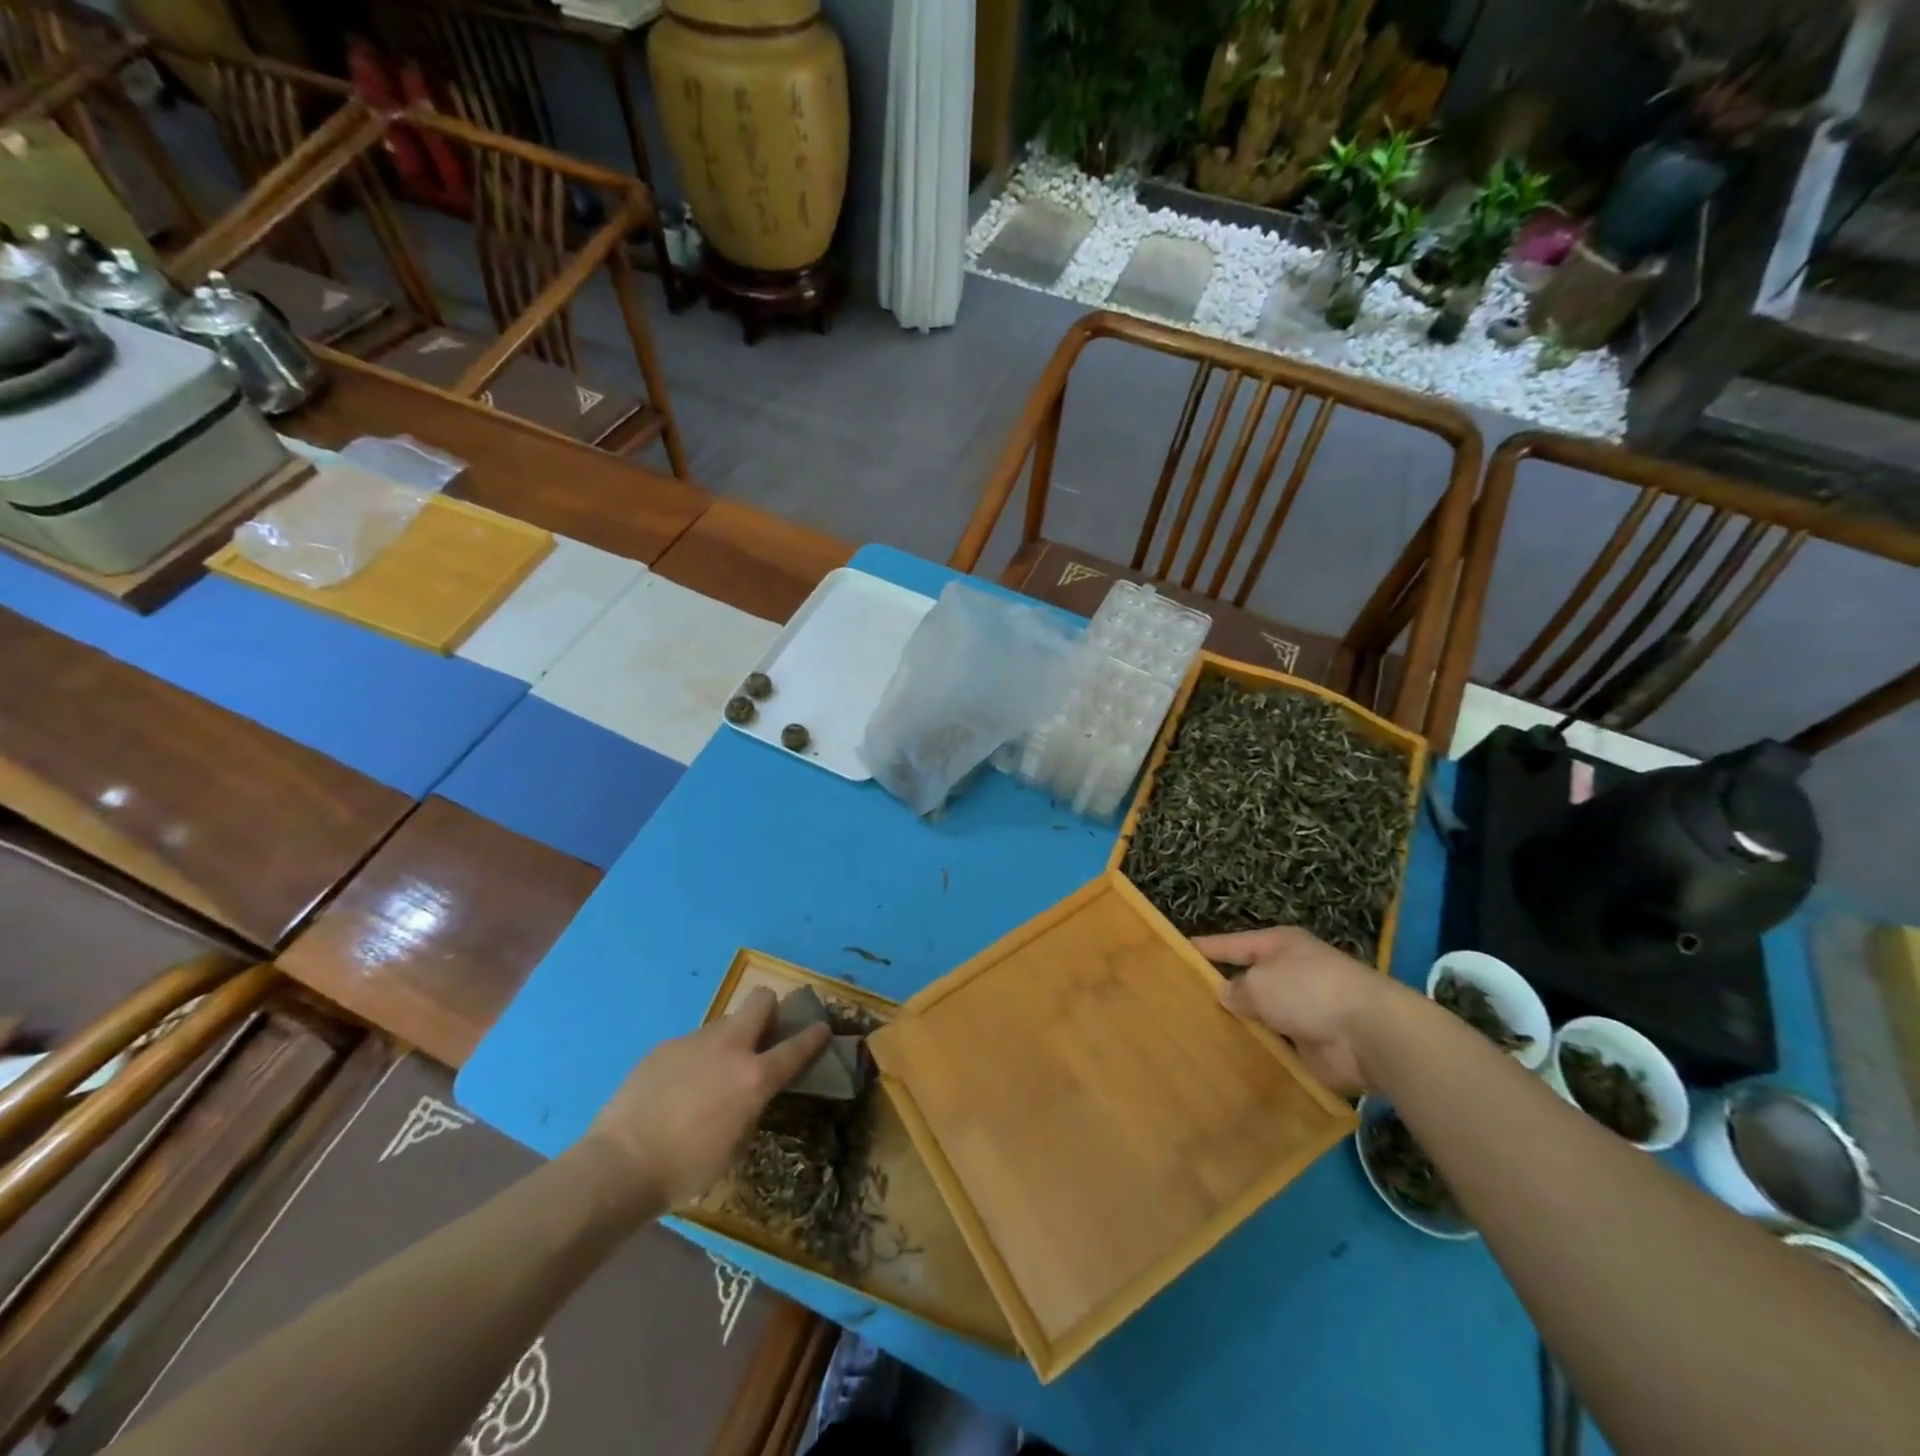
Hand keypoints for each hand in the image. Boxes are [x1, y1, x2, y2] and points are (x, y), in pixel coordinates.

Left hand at [584, 987, 832, 1209]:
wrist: (619, 1165)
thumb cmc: (686, 1169)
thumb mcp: (736, 1146)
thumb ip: (751, 1108)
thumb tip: (750, 1093)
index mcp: (755, 1077)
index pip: (798, 1046)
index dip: (815, 1035)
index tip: (822, 1027)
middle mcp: (730, 1047)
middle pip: (761, 1000)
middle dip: (769, 1010)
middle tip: (762, 1036)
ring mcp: (694, 1041)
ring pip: (723, 1024)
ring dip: (727, 1041)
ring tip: (708, 1077)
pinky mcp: (664, 1046)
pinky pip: (690, 1045)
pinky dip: (693, 1060)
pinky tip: (675, 1090)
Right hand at [1193, 925, 1408, 1094]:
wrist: (1369, 1034)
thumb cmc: (1309, 990)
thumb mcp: (1260, 981)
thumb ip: (1236, 988)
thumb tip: (1226, 995)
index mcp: (1278, 946)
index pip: (1231, 944)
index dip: (1204, 949)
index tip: (1176, 954)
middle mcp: (1290, 974)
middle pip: (1246, 982)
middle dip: (1220, 994)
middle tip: (1179, 1006)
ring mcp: (1302, 1010)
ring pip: (1259, 1017)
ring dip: (1239, 1028)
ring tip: (1196, 1037)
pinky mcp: (1310, 1045)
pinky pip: (1274, 1047)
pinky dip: (1258, 1054)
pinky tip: (1228, 1063)